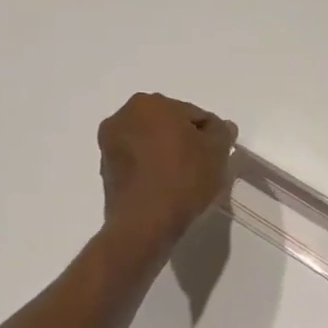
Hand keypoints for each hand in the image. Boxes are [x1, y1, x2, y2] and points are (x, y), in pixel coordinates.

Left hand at [98, 93, 237, 251]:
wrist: (144, 224)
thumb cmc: (183, 179)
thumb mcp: (217, 152)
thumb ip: (222, 132)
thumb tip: (221, 127)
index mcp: (150, 103)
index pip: (193, 114)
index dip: (210, 136)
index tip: (217, 157)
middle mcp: (123, 116)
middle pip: (168, 126)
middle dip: (186, 143)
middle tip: (202, 169)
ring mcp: (109, 145)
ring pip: (151, 145)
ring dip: (167, 156)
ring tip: (184, 183)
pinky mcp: (106, 171)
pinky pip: (138, 164)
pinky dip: (151, 172)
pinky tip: (165, 191)